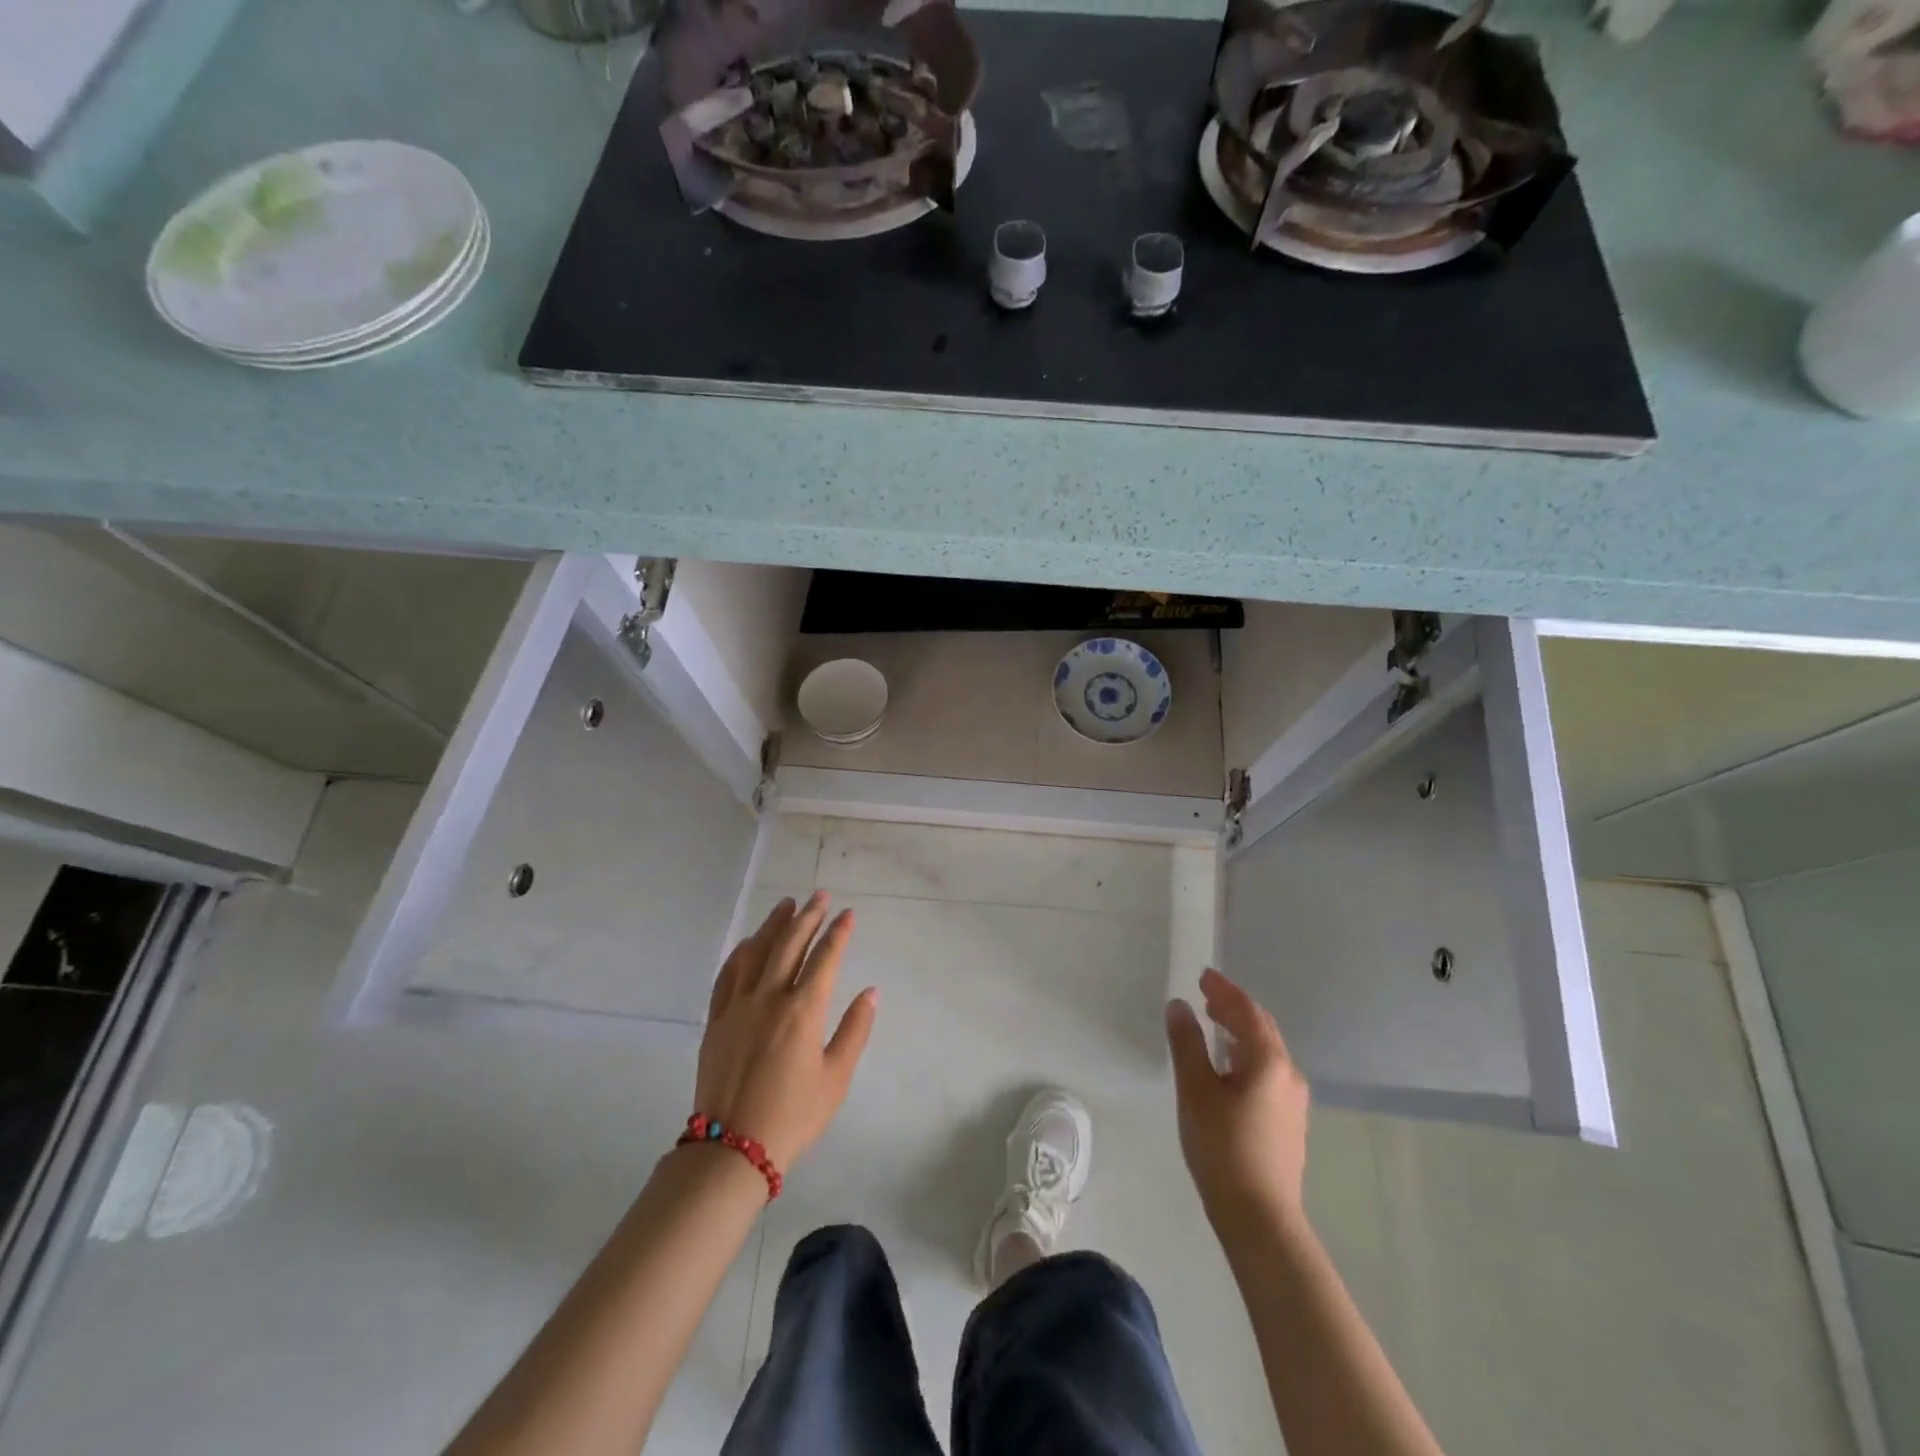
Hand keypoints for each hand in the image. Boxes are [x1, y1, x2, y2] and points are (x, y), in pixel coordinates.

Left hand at [692, 893, 877, 1171]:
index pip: (825, 958)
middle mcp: (770, 997)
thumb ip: (855, 1031)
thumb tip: (870, 992)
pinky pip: (728, 974)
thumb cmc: (793, 1116)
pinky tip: (749, 942)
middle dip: (808, 916)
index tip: (848, 913)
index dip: (839, 932)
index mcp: (803, 1011)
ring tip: (787, 904)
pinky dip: (741, 952)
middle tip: (820, 896)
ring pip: (757, 951)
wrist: (731, 1149)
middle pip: (790, 944)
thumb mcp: (836, 1079)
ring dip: (774, 924)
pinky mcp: (716, 1020)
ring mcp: (738, 1006)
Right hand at [1165, 968, 1309, 1229]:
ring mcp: (1293, 1101)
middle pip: (1262, 1029)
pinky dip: (1246, 1055)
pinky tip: (1228, 1068)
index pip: (1246, 1011)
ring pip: (1266, 1052)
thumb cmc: (1223, 1147)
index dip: (1224, 991)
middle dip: (1234, 1008)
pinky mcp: (1288, 1123)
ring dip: (1240, 1032)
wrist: (1260, 1218)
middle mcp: (1288, 1075)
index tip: (1203, 976)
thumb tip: (1178, 1006)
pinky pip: (1267, 1072)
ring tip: (1214, 1026)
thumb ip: (1187, 1044)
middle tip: (1206, 996)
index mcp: (1268, 1061)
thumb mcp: (1195, 1090)